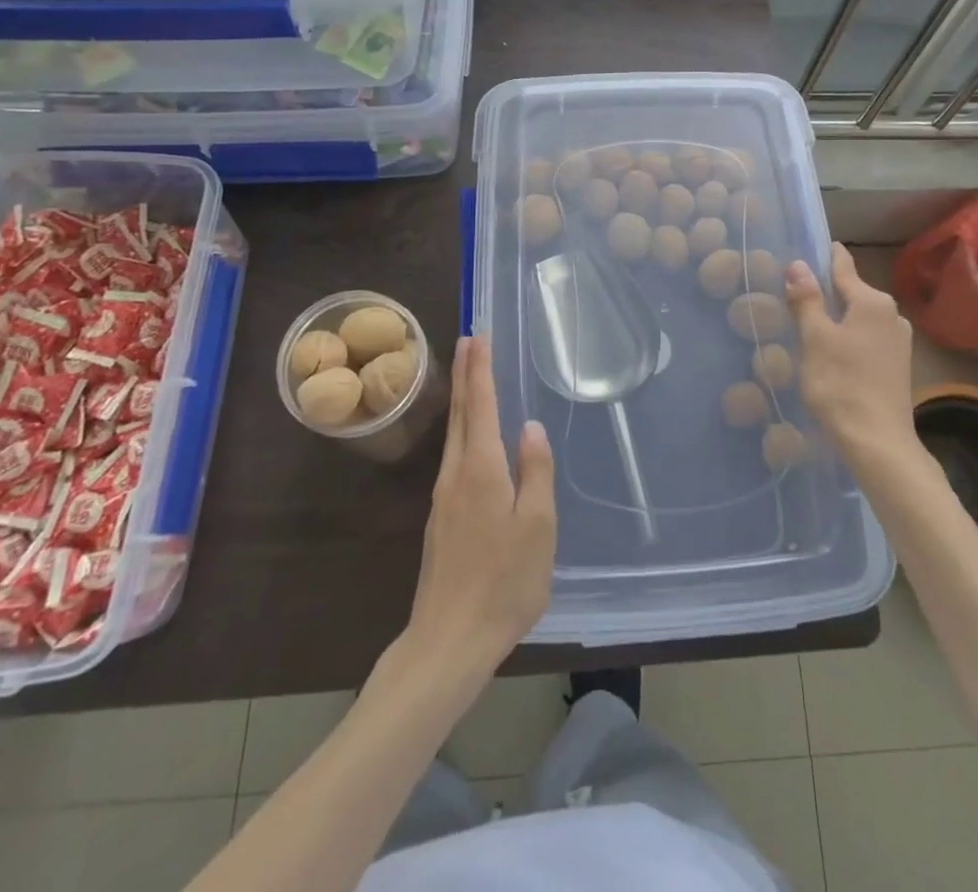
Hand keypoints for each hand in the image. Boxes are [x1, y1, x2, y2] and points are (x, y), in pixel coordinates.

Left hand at [402, 337, 555, 679]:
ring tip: (468, 374)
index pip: (480, 406)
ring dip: (460, 398)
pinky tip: (469, 435)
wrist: (449, 640)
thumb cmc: (504, 582)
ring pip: (452, 433)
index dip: (480, 370)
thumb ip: (535, 472)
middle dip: (464, 373)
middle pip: (459, 413)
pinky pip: (452, 456)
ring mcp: (443, 497)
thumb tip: (531, 426)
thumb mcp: (537, 527)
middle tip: (468, 339)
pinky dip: (460, 428)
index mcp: (482, 470)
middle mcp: (456, 474)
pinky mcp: (440, 518)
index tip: (478, 337)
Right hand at [786, 243, 917, 465]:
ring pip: (859, 316)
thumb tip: (798, 264)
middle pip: (852, 291)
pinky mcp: (898, 364)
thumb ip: (807, 299)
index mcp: (872, 301)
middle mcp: (891, 313)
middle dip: (826, 290)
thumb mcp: (814, 339)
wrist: (878, 442)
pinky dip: (848, 336)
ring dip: (837, 316)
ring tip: (808, 321)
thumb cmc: (841, 384)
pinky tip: (830, 350)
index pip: (843, 266)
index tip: (806, 247)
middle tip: (795, 290)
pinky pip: (867, 337)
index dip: (824, 256)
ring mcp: (899, 340)